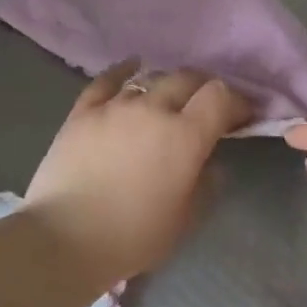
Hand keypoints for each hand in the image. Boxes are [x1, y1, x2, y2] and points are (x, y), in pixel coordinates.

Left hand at [26, 60, 252, 291]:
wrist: (63, 239)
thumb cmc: (133, 236)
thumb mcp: (185, 219)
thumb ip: (207, 184)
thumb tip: (211, 162)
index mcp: (185, 136)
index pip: (220, 96)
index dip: (237, 101)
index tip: (242, 116)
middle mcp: (153, 109)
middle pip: (188, 79)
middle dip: (205, 88)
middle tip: (208, 106)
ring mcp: (115, 106)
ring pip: (151, 78)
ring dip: (168, 84)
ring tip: (171, 97)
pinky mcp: (83, 111)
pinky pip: (107, 80)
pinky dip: (125, 70)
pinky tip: (132, 67)